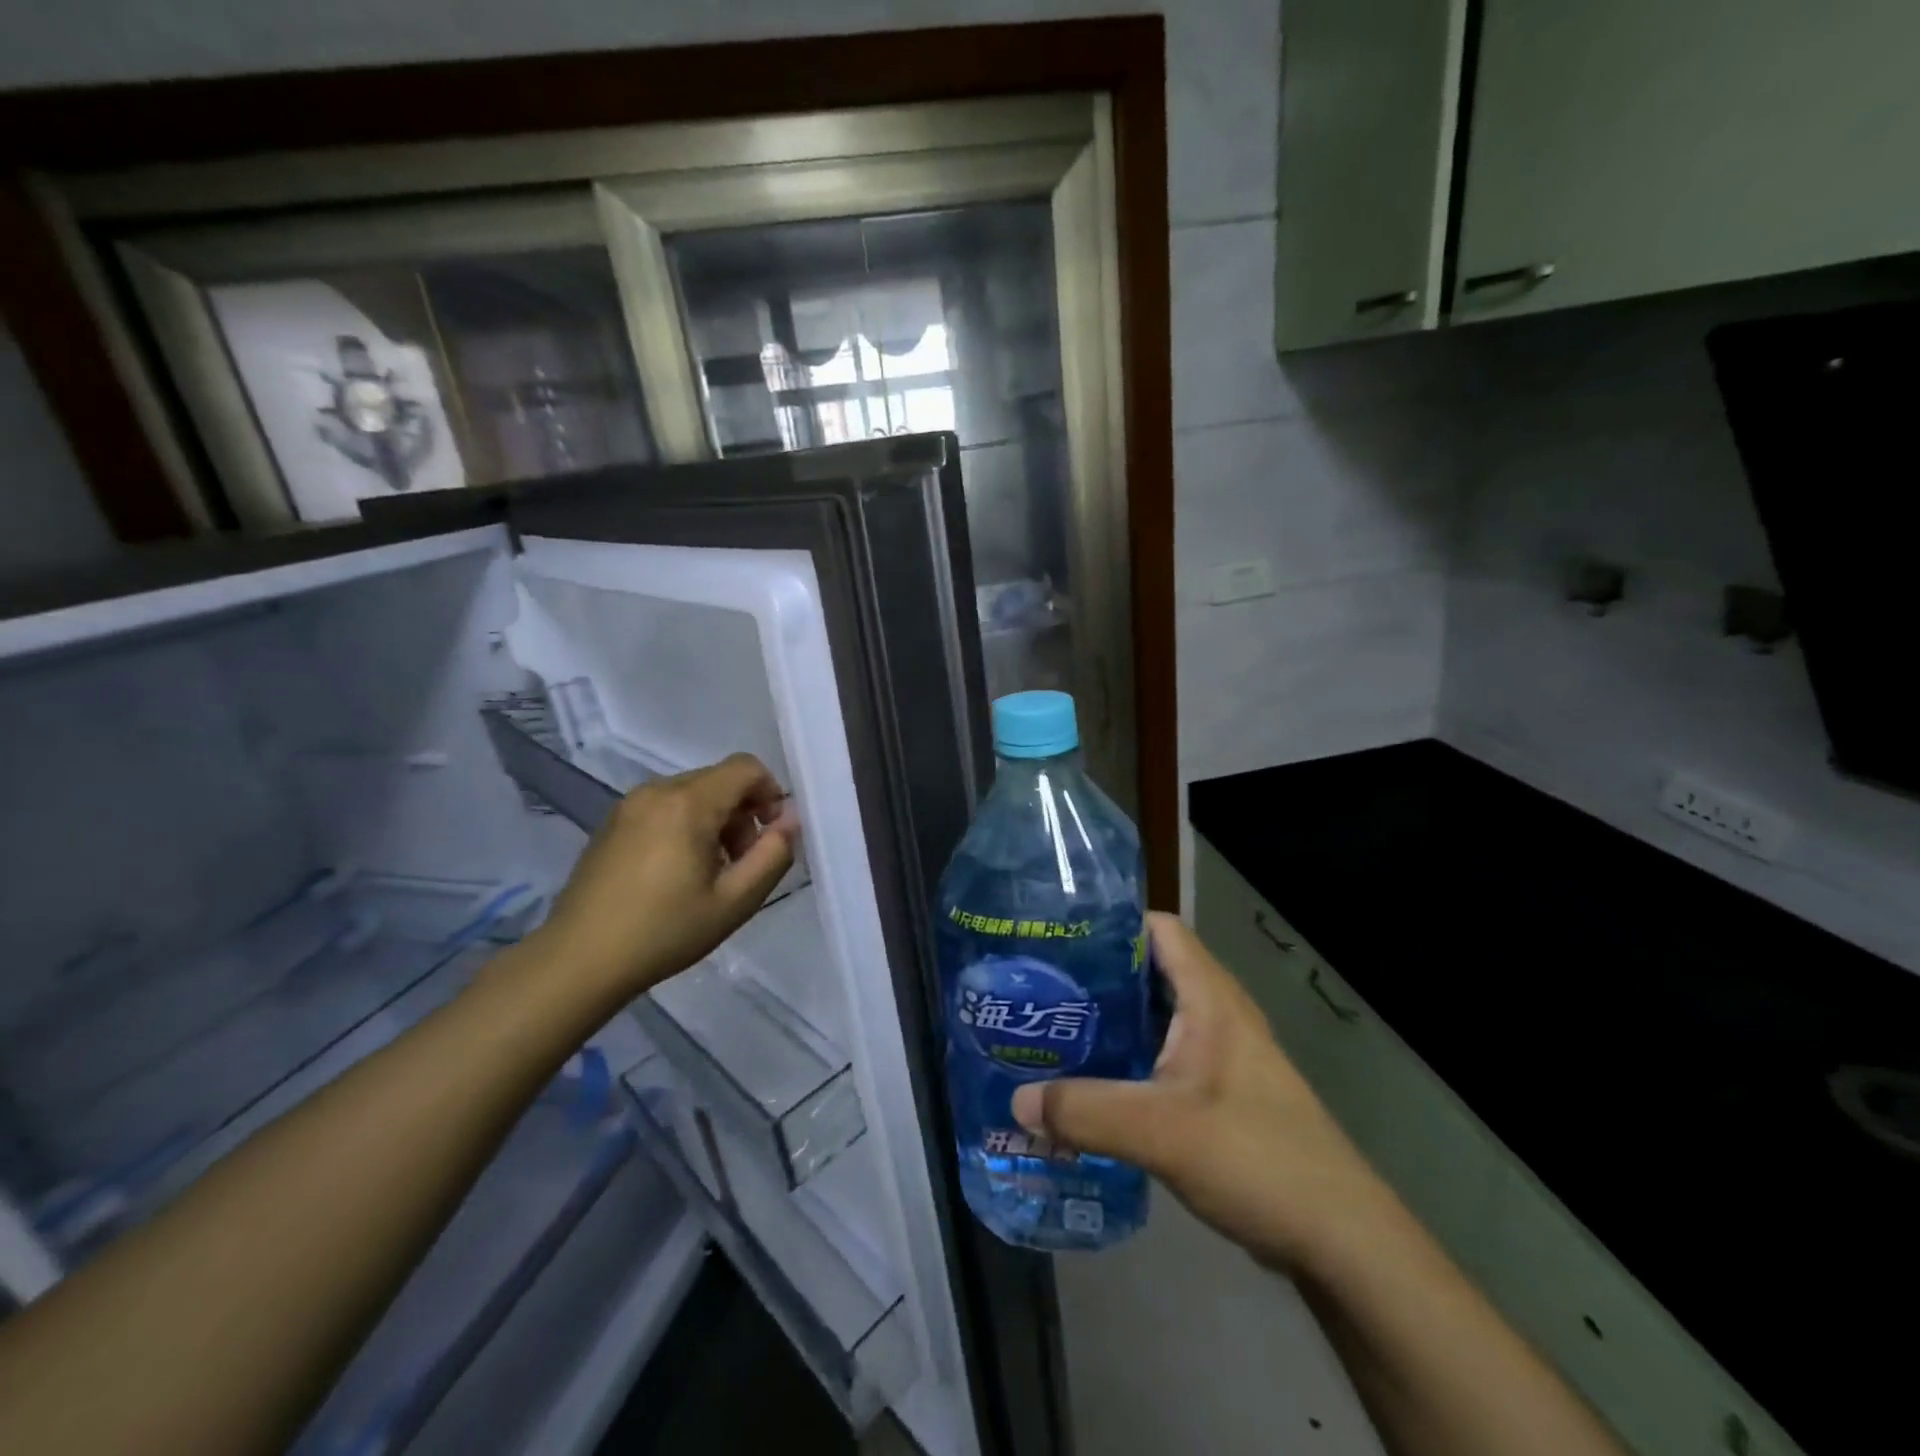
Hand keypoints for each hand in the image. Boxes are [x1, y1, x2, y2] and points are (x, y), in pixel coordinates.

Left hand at [531, 753, 798, 1001]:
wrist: (579, 960)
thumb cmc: (664, 931)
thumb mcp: (735, 901)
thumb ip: (773, 855)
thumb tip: (791, 820)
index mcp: (688, 803)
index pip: (746, 768)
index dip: (771, 793)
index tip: (770, 835)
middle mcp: (657, 790)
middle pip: (719, 780)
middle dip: (743, 813)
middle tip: (740, 864)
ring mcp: (629, 804)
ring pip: (693, 793)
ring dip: (716, 821)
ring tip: (709, 872)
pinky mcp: (612, 822)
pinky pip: (665, 807)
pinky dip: (686, 825)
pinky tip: (676, 872)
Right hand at [1011, 912, 1390, 1272]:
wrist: (1339, 1238)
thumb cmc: (1256, 1157)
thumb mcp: (1160, 1130)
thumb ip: (1084, 1112)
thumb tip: (1017, 1102)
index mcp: (1210, 997)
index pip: (1158, 929)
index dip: (1110, 924)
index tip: (1057, 936)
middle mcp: (1217, 1014)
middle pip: (1149, 972)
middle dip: (1096, 978)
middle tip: (1041, 990)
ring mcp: (1220, 1055)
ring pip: (1154, 1020)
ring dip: (1109, 1025)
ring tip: (1054, 1034)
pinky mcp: (1220, 1094)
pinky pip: (1162, 1059)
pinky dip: (1127, 1063)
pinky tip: (1091, 1089)